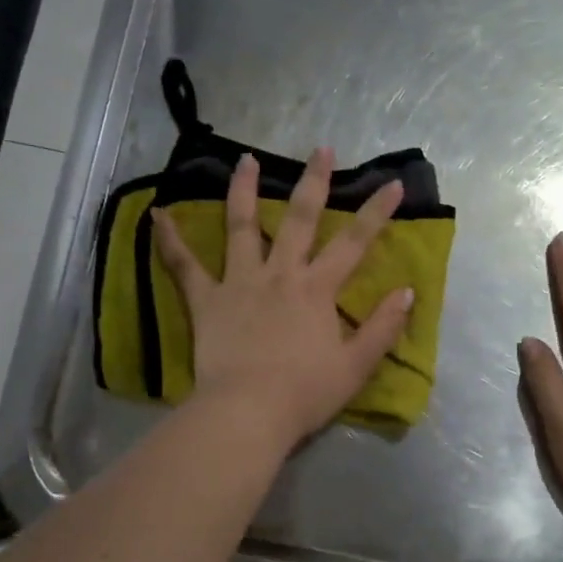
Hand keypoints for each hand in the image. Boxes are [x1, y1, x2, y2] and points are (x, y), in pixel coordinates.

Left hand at [153, 148, 413, 447]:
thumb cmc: (305, 393)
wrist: (249, 412)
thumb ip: (383, 328)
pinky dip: (170, 241)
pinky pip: (184, 267)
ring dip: (244, 191)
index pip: (354, 243)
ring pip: (242, 227)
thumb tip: (406, 292)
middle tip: (320, 149)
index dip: (376, 211)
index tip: (393, 183)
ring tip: (245, 160)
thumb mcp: (356, 366)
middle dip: (313, 182)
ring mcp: (239, 283)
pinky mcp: (206, 301)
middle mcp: (280, 274)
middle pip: (299, 219)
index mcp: (317, 289)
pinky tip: (156, 216)